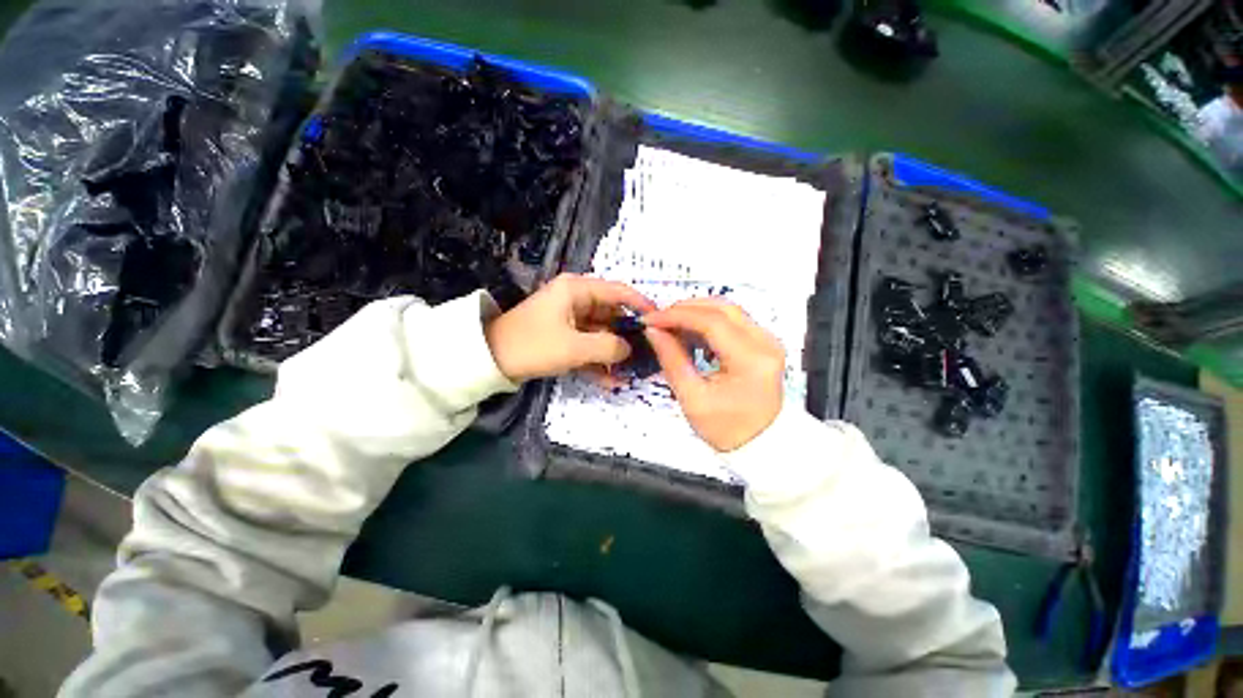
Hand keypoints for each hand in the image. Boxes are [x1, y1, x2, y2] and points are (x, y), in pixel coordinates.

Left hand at [485, 274, 655, 381]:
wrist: (490, 361)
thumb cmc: (533, 345)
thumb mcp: (574, 347)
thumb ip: (608, 346)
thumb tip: (630, 349)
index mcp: (577, 290)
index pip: (618, 291)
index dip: (641, 305)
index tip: (659, 321)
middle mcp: (576, 299)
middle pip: (612, 314)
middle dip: (627, 336)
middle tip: (646, 354)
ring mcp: (571, 319)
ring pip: (602, 333)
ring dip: (613, 353)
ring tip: (631, 372)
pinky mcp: (565, 336)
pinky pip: (588, 345)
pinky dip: (598, 361)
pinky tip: (611, 381)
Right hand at [644, 298, 784, 451]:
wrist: (761, 445)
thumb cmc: (726, 429)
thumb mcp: (692, 398)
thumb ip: (672, 359)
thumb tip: (653, 330)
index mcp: (750, 360)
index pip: (711, 322)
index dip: (677, 315)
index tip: (651, 319)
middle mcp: (765, 342)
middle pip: (722, 308)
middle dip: (686, 309)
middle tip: (659, 319)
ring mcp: (768, 340)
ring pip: (728, 310)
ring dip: (697, 312)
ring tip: (671, 325)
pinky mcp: (763, 343)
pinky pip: (733, 321)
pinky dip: (708, 321)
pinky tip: (690, 333)